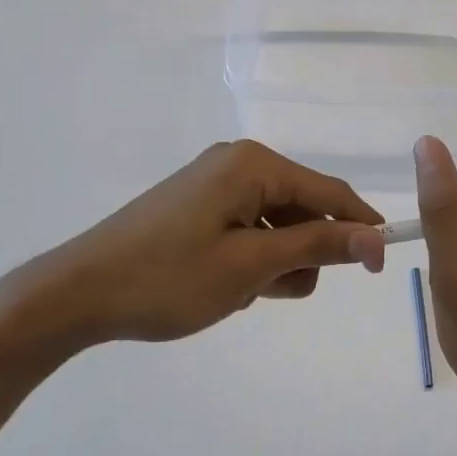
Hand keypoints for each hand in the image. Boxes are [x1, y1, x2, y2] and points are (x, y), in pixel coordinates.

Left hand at [0, 141, 386, 356]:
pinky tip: (229, 285)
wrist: (77, 293)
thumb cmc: (168, 277)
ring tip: (245, 292)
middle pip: (303, 206)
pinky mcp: (198, 205)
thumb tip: (376, 238)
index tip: (379, 268)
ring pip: (277, 222)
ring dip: (277, 260)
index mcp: (253, 164)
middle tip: (277, 291)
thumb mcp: (251, 265)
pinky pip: (249, 227)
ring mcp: (214, 183)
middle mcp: (237, 162)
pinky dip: (252, 257)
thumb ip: (317, 245)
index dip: (360, 227)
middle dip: (304, 251)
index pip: (329, 190)